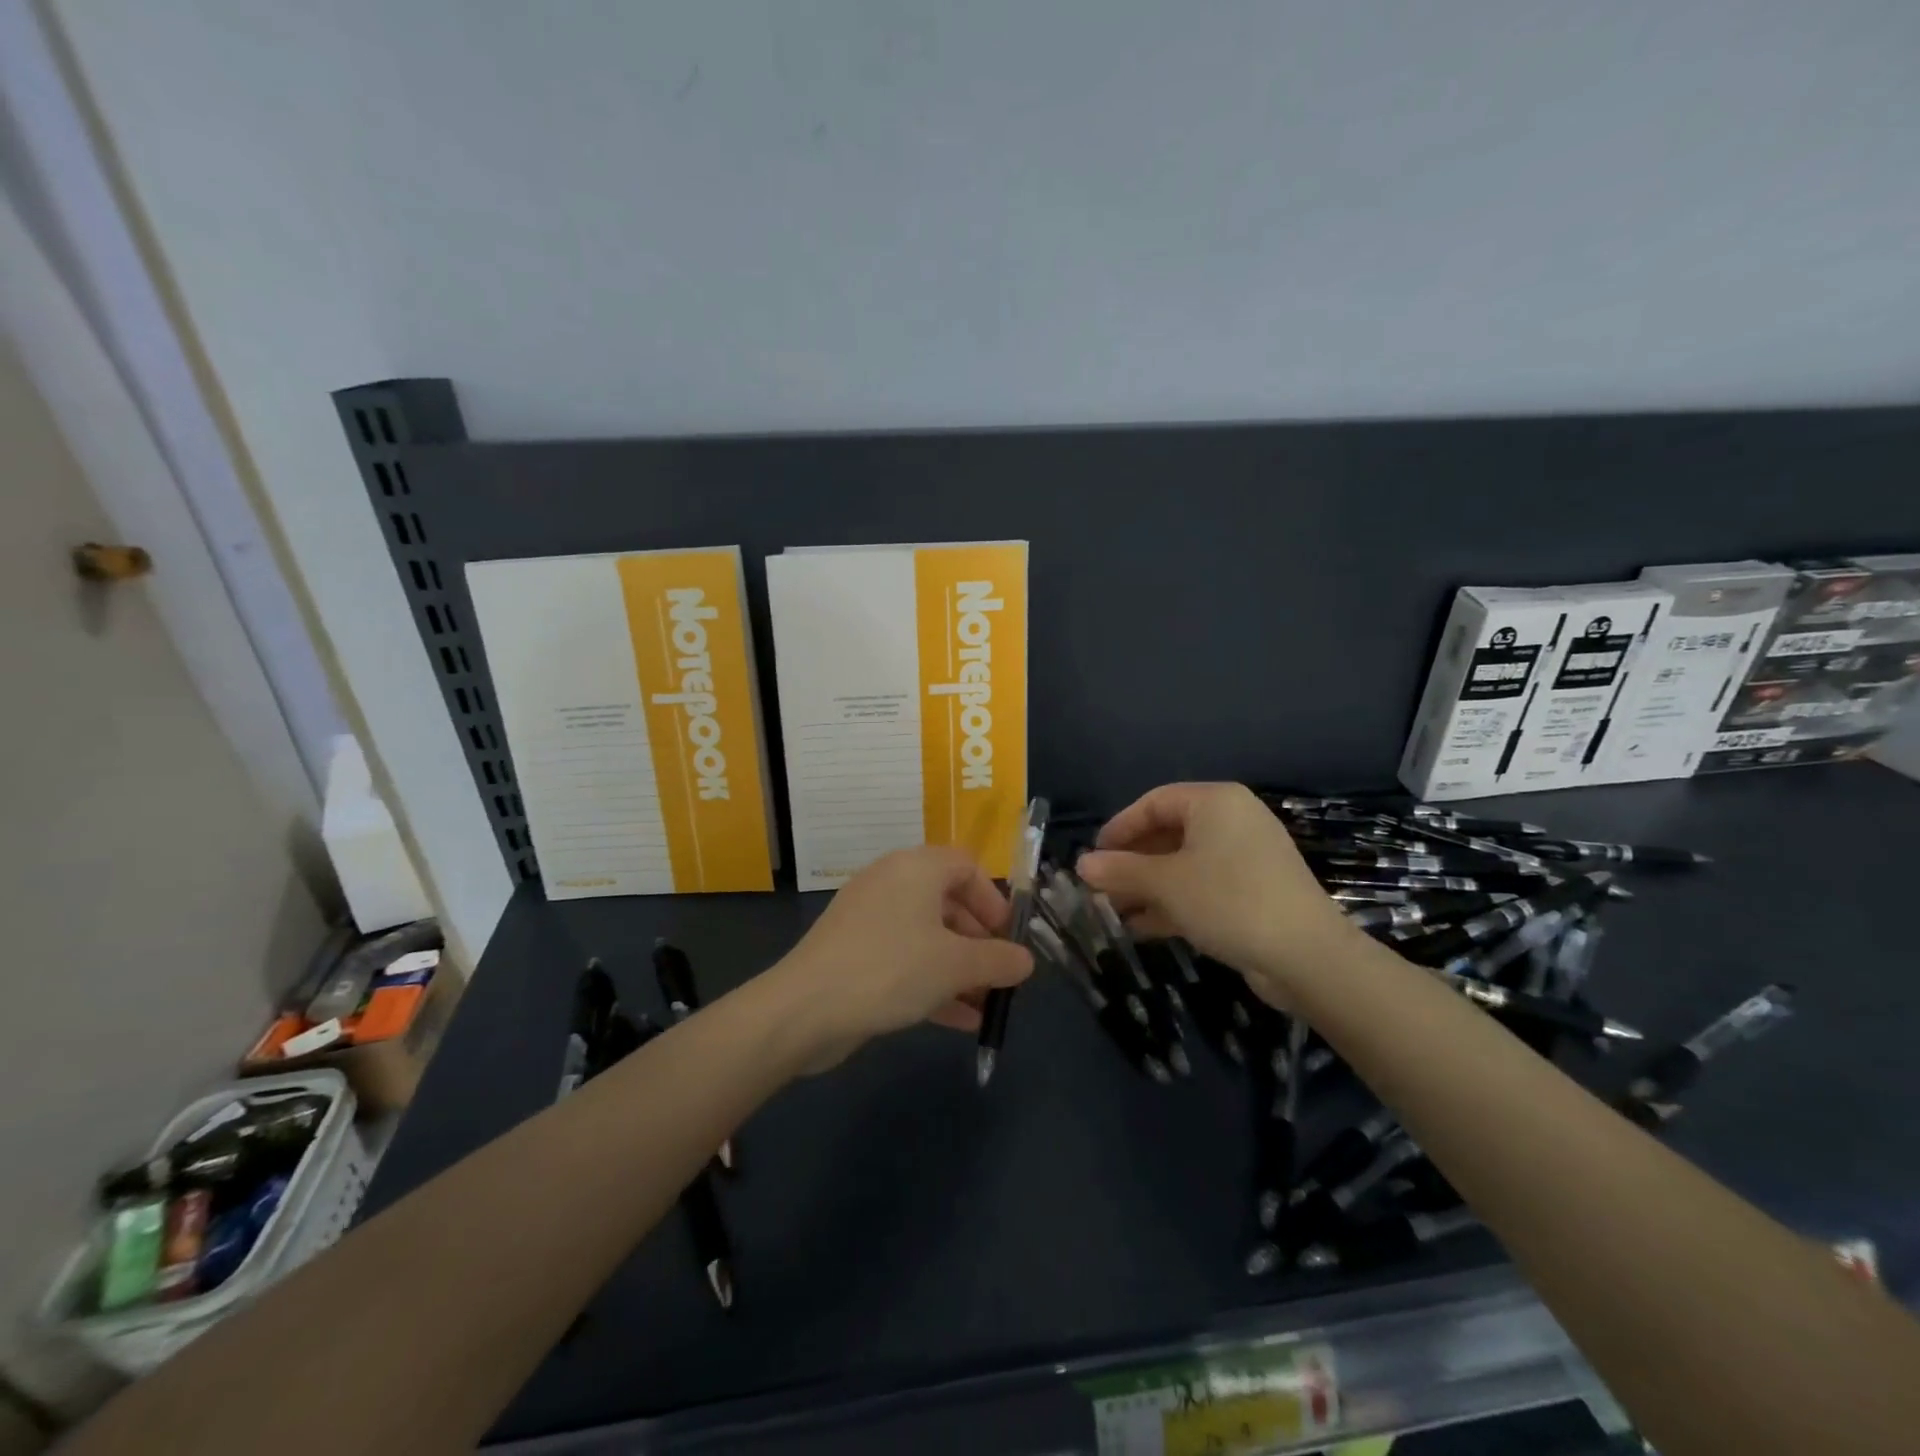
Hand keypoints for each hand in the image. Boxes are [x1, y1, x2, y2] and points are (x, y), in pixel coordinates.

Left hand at [772, 847, 1033, 1071]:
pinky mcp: (855, 952)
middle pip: (948, 903)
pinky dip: (932, 982)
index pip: (966, 867)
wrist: (804, 1009)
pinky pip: (905, 959)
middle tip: (998, 976)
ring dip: (959, 968)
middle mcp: (892, 883)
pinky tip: (960, 1021)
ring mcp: (869, 919)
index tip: (1008, 939)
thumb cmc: (890, 969)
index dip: (993, 901)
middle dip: (979, 942)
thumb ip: (998, 960)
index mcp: (916, 868)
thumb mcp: (956, 965)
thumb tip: (1026, 961)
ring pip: (927, 936)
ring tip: (985, 1005)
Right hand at [1075, 783, 1354, 1002]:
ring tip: (1113, 911)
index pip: (1153, 803)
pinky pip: (1202, 887)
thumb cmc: (1229, 901)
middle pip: (1168, 834)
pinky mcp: (1252, 892)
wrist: (1307, 957)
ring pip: (1183, 864)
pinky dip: (1172, 902)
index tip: (1093, 857)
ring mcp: (1245, 858)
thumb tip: (1081, 865)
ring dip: (1147, 887)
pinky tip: (1141, 927)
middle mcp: (1231, 821)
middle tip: (1100, 888)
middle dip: (1131, 863)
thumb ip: (1120, 871)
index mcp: (1215, 802)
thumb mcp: (1166, 884)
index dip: (1118, 828)